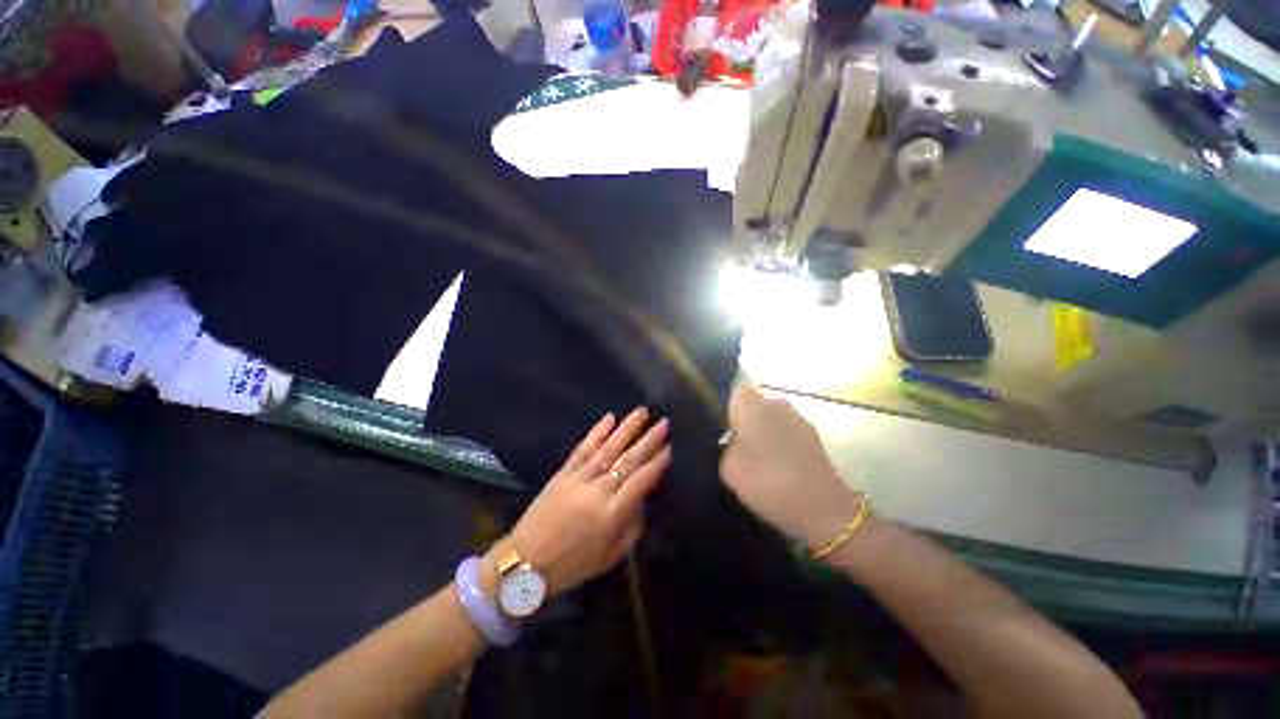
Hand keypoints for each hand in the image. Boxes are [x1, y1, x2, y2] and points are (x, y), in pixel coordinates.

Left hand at [499, 408, 669, 596]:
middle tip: (664, 422)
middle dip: (649, 439)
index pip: (641, 481)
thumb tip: (643, 500)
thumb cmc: (572, 565)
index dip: (658, 462)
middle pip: (628, 460)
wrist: (524, 564)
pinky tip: (609, 418)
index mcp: (612, 514)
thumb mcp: (609, 557)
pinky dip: (596, 432)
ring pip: (608, 448)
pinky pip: (582, 448)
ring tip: (642, 412)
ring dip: (627, 428)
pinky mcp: (563, 473)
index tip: (672, 445)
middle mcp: (598, 491)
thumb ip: (631, 528)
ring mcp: (579, 478)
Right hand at [719, 380, 861, 550]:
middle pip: (750, 402)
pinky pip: (783, 428)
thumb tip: (727, 438)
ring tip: (752, 454)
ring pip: (768, 415)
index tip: (713, 417)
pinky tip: (773, 462)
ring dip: (759, 429)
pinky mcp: (810, 433)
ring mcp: (795, 417)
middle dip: (739, 417)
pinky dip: (776, 439)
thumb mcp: (728, 469)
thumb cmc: (768, 482)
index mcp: (751, 405)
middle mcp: (774, 402)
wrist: (823, 509)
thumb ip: (723, 446)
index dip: (721, 398)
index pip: (731, 386)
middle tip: (728, 440)